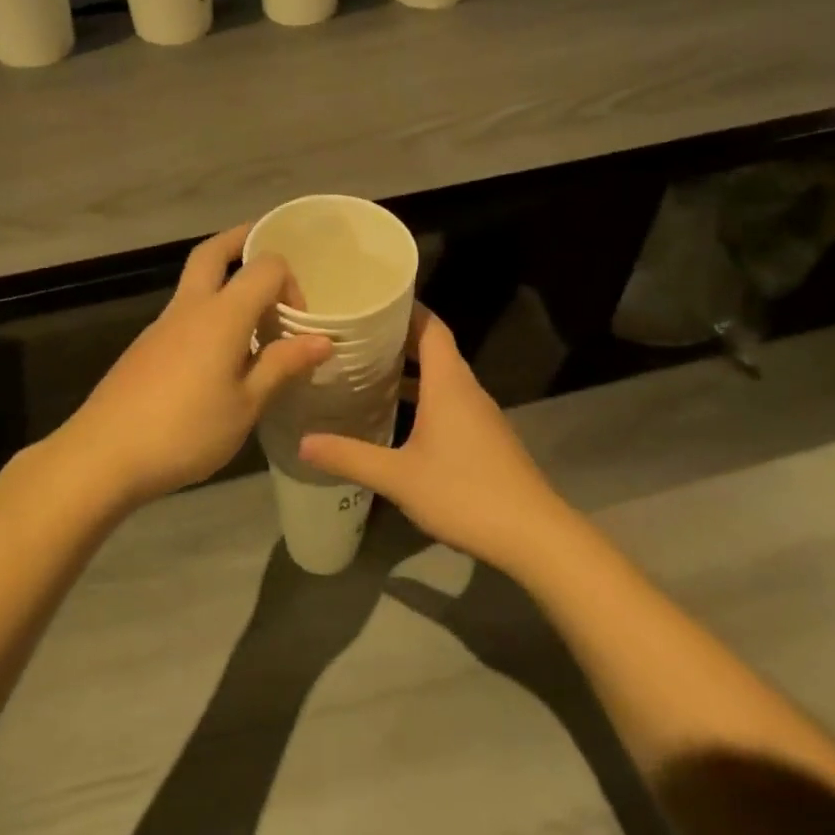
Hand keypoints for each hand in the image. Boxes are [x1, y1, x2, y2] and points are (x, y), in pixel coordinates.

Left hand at [53, 223, 330, 508]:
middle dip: (243, 241)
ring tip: (256, 319)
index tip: (299, 323)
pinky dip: (209, 314)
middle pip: (213, 252)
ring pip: (196, 282)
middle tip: (268, 249)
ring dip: (226, 282)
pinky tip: (221, 355)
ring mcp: (161, 325)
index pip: (265, 267)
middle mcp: (190, 307)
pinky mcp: (146, 347)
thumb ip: (282, 366)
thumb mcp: (246, 405)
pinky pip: (185, 313)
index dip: (290, 284)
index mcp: (221, 314)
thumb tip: (322, 339)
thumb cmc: (185, 431)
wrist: (103, 455)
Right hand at [298, 305, 574, 576]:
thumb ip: (350, 457)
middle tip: (356, 336)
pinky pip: (450, 402)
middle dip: (398, 338)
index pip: (430, 327)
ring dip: (410, 370)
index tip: (372, 300)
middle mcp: (466, 390)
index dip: (405, 308)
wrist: (532, 534)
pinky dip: (423, 397)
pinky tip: (398, 418)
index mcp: (449, 384)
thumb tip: (303, 442)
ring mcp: (479, 415)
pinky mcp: (484, 438)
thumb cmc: (464, 492)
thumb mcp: (398, 477)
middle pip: (434, 348)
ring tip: (368, 370)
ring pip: (442, 378)